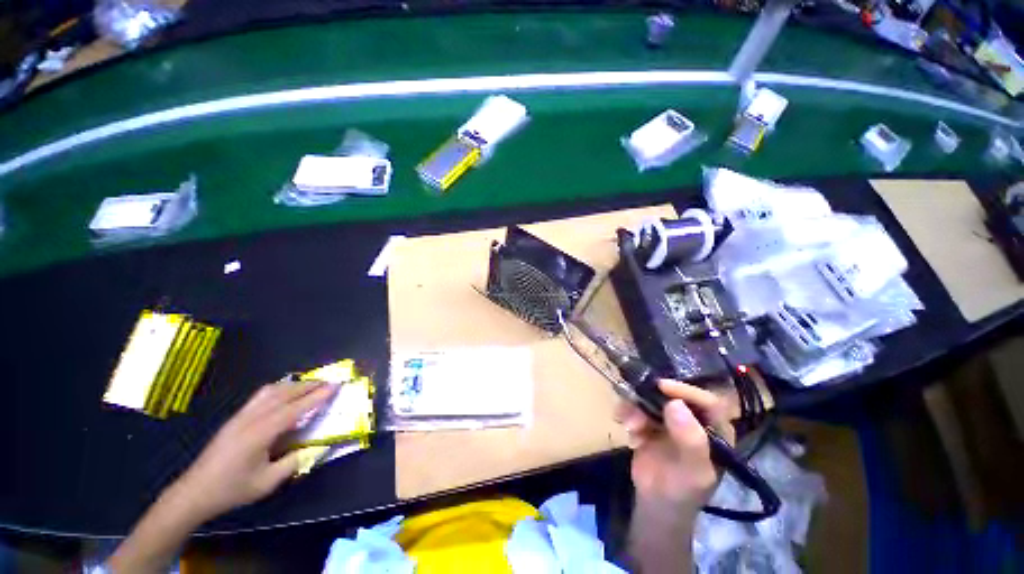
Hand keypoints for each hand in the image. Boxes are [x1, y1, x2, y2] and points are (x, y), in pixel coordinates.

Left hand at [173, 381, 337, 521]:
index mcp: (260, 433)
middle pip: (284, 394)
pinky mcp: (235, 418)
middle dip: (308, 386)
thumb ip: (294, 462)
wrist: (194, 492)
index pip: (294, 409)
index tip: (335, 386)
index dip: (316, 396)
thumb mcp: (267, 483)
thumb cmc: (232, 490)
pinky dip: (279, 389)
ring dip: (294, 385)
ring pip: (271, 391)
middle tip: (329, 383)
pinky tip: (285, 394)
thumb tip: (316, 447)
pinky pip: (261, 396)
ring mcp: (241, 416)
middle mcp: (251, 418)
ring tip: (311, 385)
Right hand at [615, 379, 734, 512]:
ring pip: (650, 398)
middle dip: (651, 399)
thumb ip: (690, 441)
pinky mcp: (649, 421)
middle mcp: (693, 419)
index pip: (707, 401)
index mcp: (715, 430)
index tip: (662, 386)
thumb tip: (675, 404)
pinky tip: (624, 427)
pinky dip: (626, 413)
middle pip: (673, 395)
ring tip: (630, 427)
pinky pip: (635, 406)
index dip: (686, 391)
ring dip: (635, 408)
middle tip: (635, 406)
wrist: (655, 504)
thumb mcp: (693, 472)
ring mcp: (669, 419)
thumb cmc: (683, 492)